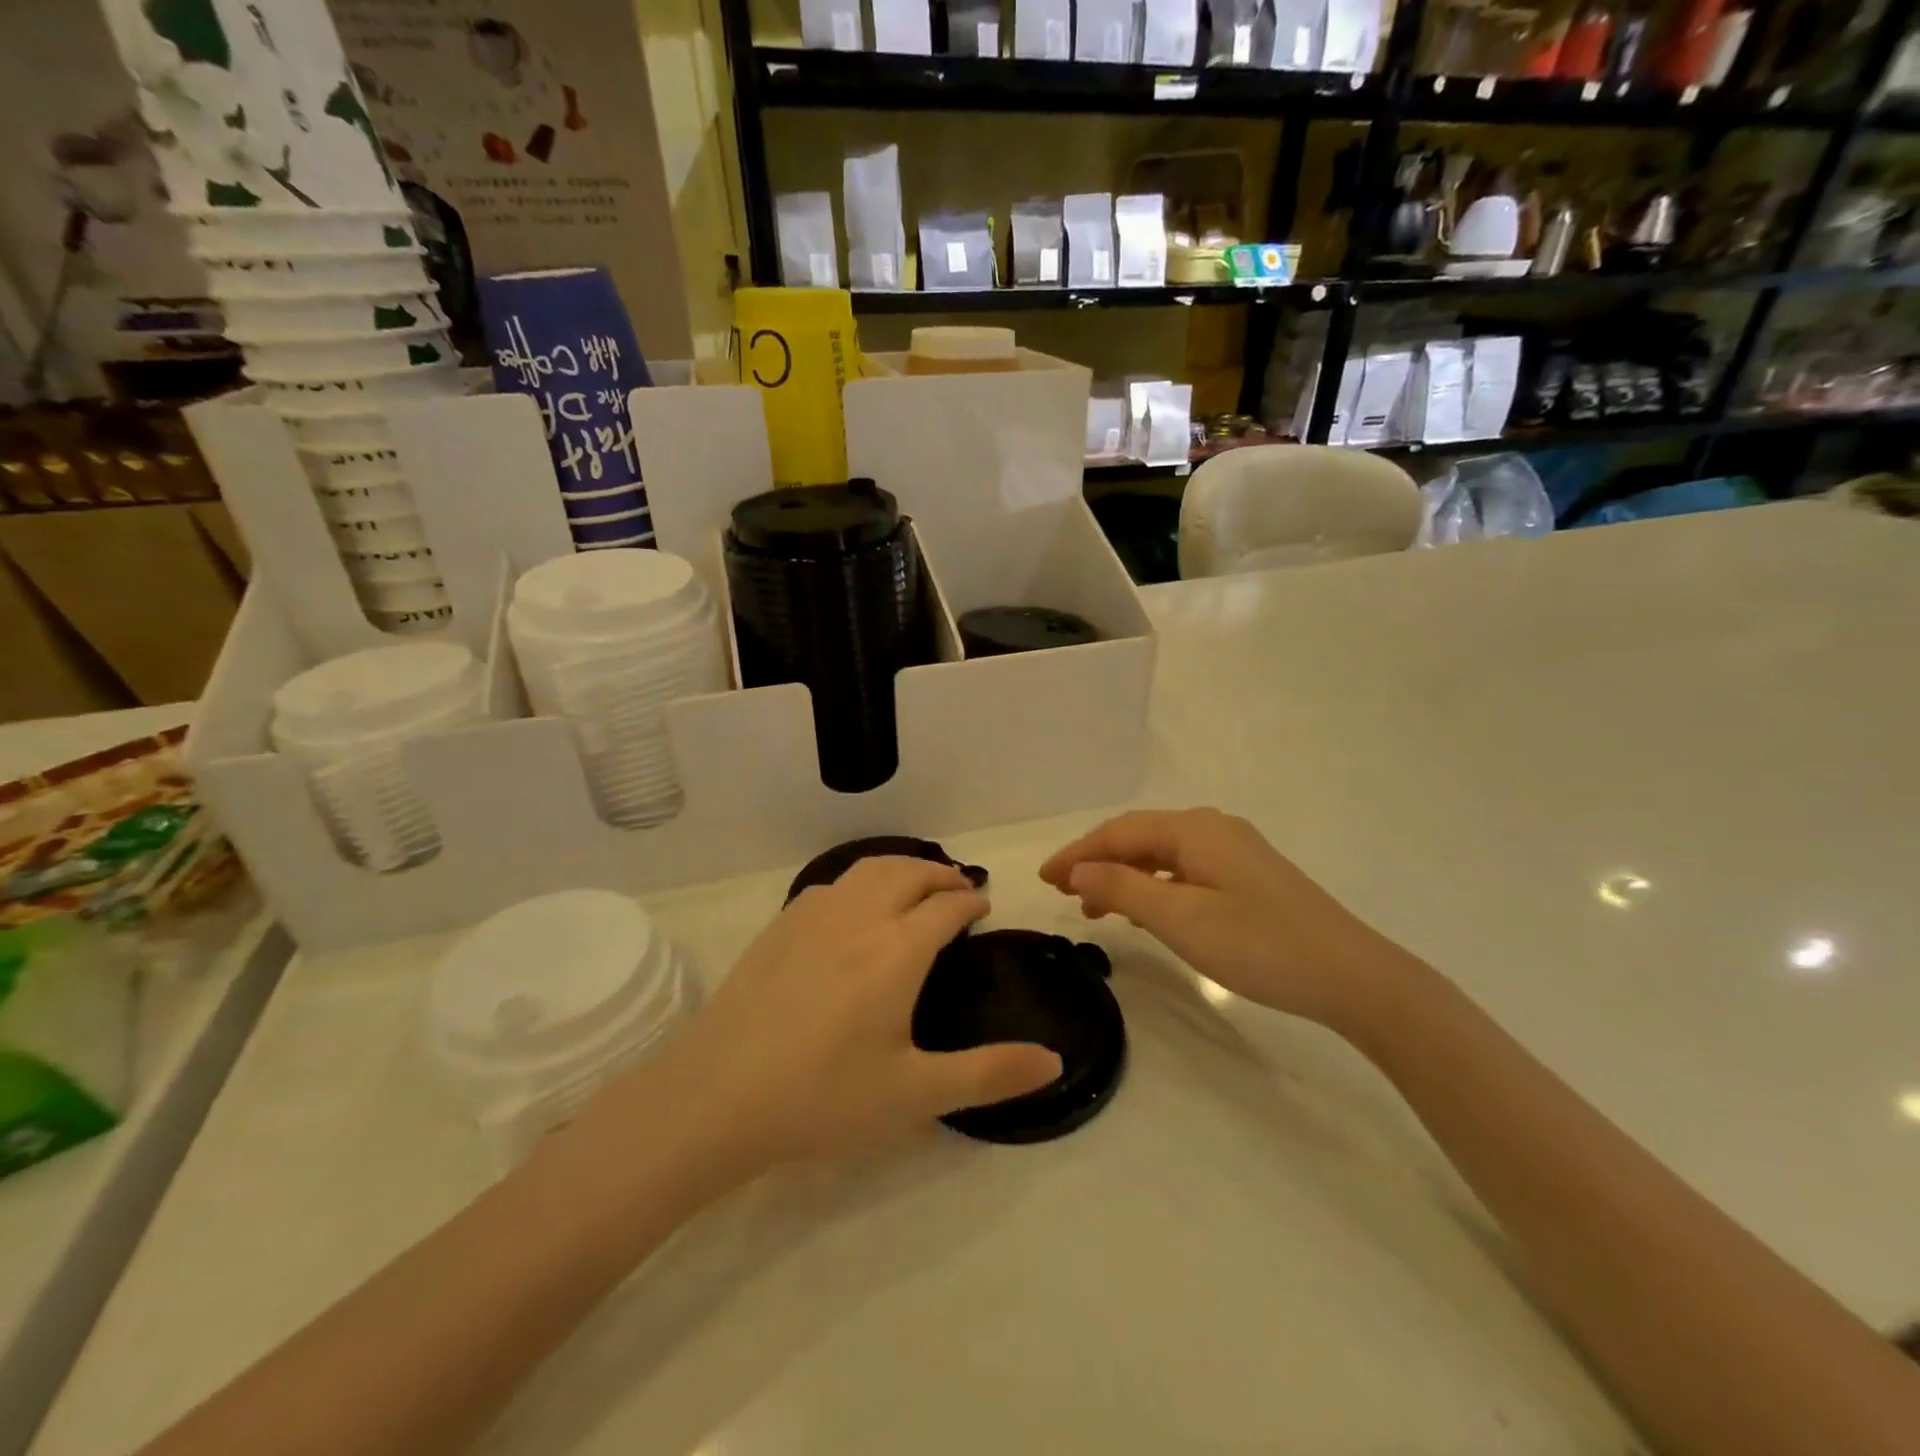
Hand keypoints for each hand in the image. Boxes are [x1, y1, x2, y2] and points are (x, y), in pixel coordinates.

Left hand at [648, 858, 1061, 1173]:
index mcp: (898, 950)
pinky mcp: (779, 926)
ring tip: (914, 885)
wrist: (716, 1097)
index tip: (983, 905)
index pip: (946, 906)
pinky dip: (860, 881)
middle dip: (940, 874)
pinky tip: (854, 907)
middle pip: (909, 873)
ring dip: (901, 868)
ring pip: (868, 869)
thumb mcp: (915, 1094)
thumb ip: (989, 1074)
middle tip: (958, 888)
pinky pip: (833, 884)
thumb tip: (1055, 1060)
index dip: (970, 900)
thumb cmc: (823, 1097)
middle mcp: (860, 917)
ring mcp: (813, 916)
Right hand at [1040, 809, 1412, 1033]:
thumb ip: (1123, 887)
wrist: (1352, 976)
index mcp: (1195, 829)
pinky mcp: (1249, 877)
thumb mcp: (1180, 918)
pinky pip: (1185, 872)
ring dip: (1124, 876)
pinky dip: (1154, 887)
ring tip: (1094, 907)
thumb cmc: (1259, 944)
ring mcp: (1235, 852)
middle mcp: (1213, 829)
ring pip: (1162, 857)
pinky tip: (1146, 911)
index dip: (1077, 853)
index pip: (1119, 832)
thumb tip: (1078, 868)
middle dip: (1097, 862)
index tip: (1043, 880)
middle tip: (1063, 893)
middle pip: (1140, 838)